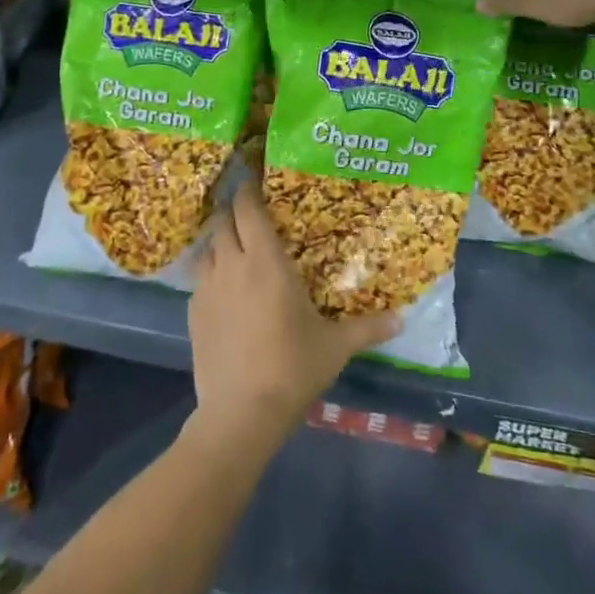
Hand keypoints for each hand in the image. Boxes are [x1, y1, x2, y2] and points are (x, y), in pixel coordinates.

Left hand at [188, 177, 397, 439]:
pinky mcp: (192, 313)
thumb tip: (402, 319)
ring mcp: (207, 288)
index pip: (249, 208)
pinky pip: (200, 279)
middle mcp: (232, 264)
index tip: (255, 181)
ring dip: (221, 241)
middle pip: (224, 221)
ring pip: (209, 247)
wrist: (241, 413)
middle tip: (251, 214)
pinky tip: (224, 291)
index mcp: (265, 261)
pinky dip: (211, 274)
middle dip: (235, 211)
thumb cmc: (292, 367)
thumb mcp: (335, 346)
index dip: (249, 190)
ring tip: (236, 248)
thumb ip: (368, 328)